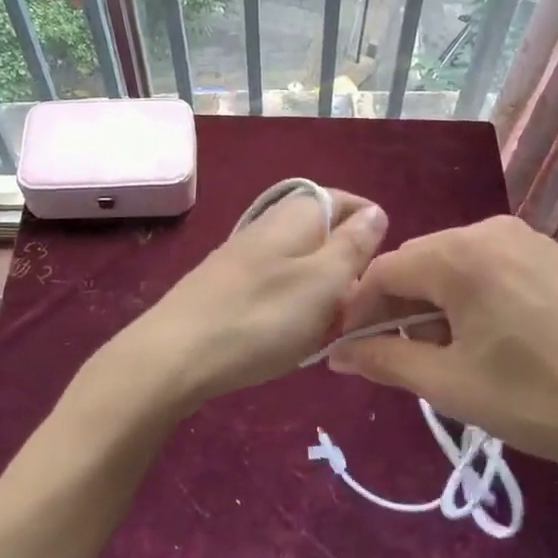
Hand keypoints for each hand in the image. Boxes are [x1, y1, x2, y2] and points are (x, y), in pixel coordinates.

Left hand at [114, 188, 388, 409]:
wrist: (175, 355)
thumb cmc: (262, 318)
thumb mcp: (324, 282)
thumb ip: (354, 245)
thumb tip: (376, 211)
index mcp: (298, 214)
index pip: (349, 202)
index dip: (372, 232)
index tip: (382, 274)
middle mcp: (271, 223)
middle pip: (325, 234)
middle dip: (347, 267)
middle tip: (355, 309)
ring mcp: (246, 253)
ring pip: (302, 263)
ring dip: (321, 292)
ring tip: (326, 327)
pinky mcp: (229, 283)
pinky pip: (278, 285)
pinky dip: (293, 305)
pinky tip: (290, 333)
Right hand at [327, 216, 557, 518]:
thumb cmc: (542, 400)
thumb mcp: (452, 386)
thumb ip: (385, 361)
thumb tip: (337, 355)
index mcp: (460, 254)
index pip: (383, 270)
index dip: (359, 309)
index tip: (350, 348)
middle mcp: (492, 230)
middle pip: (422, 263)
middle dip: (400, 308)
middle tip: (402, 359)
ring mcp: (532, 239)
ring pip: (459, 266)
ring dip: (439, 305)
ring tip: (451, 356)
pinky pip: (496, 268)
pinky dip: (476, 298)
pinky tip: (495, 340)